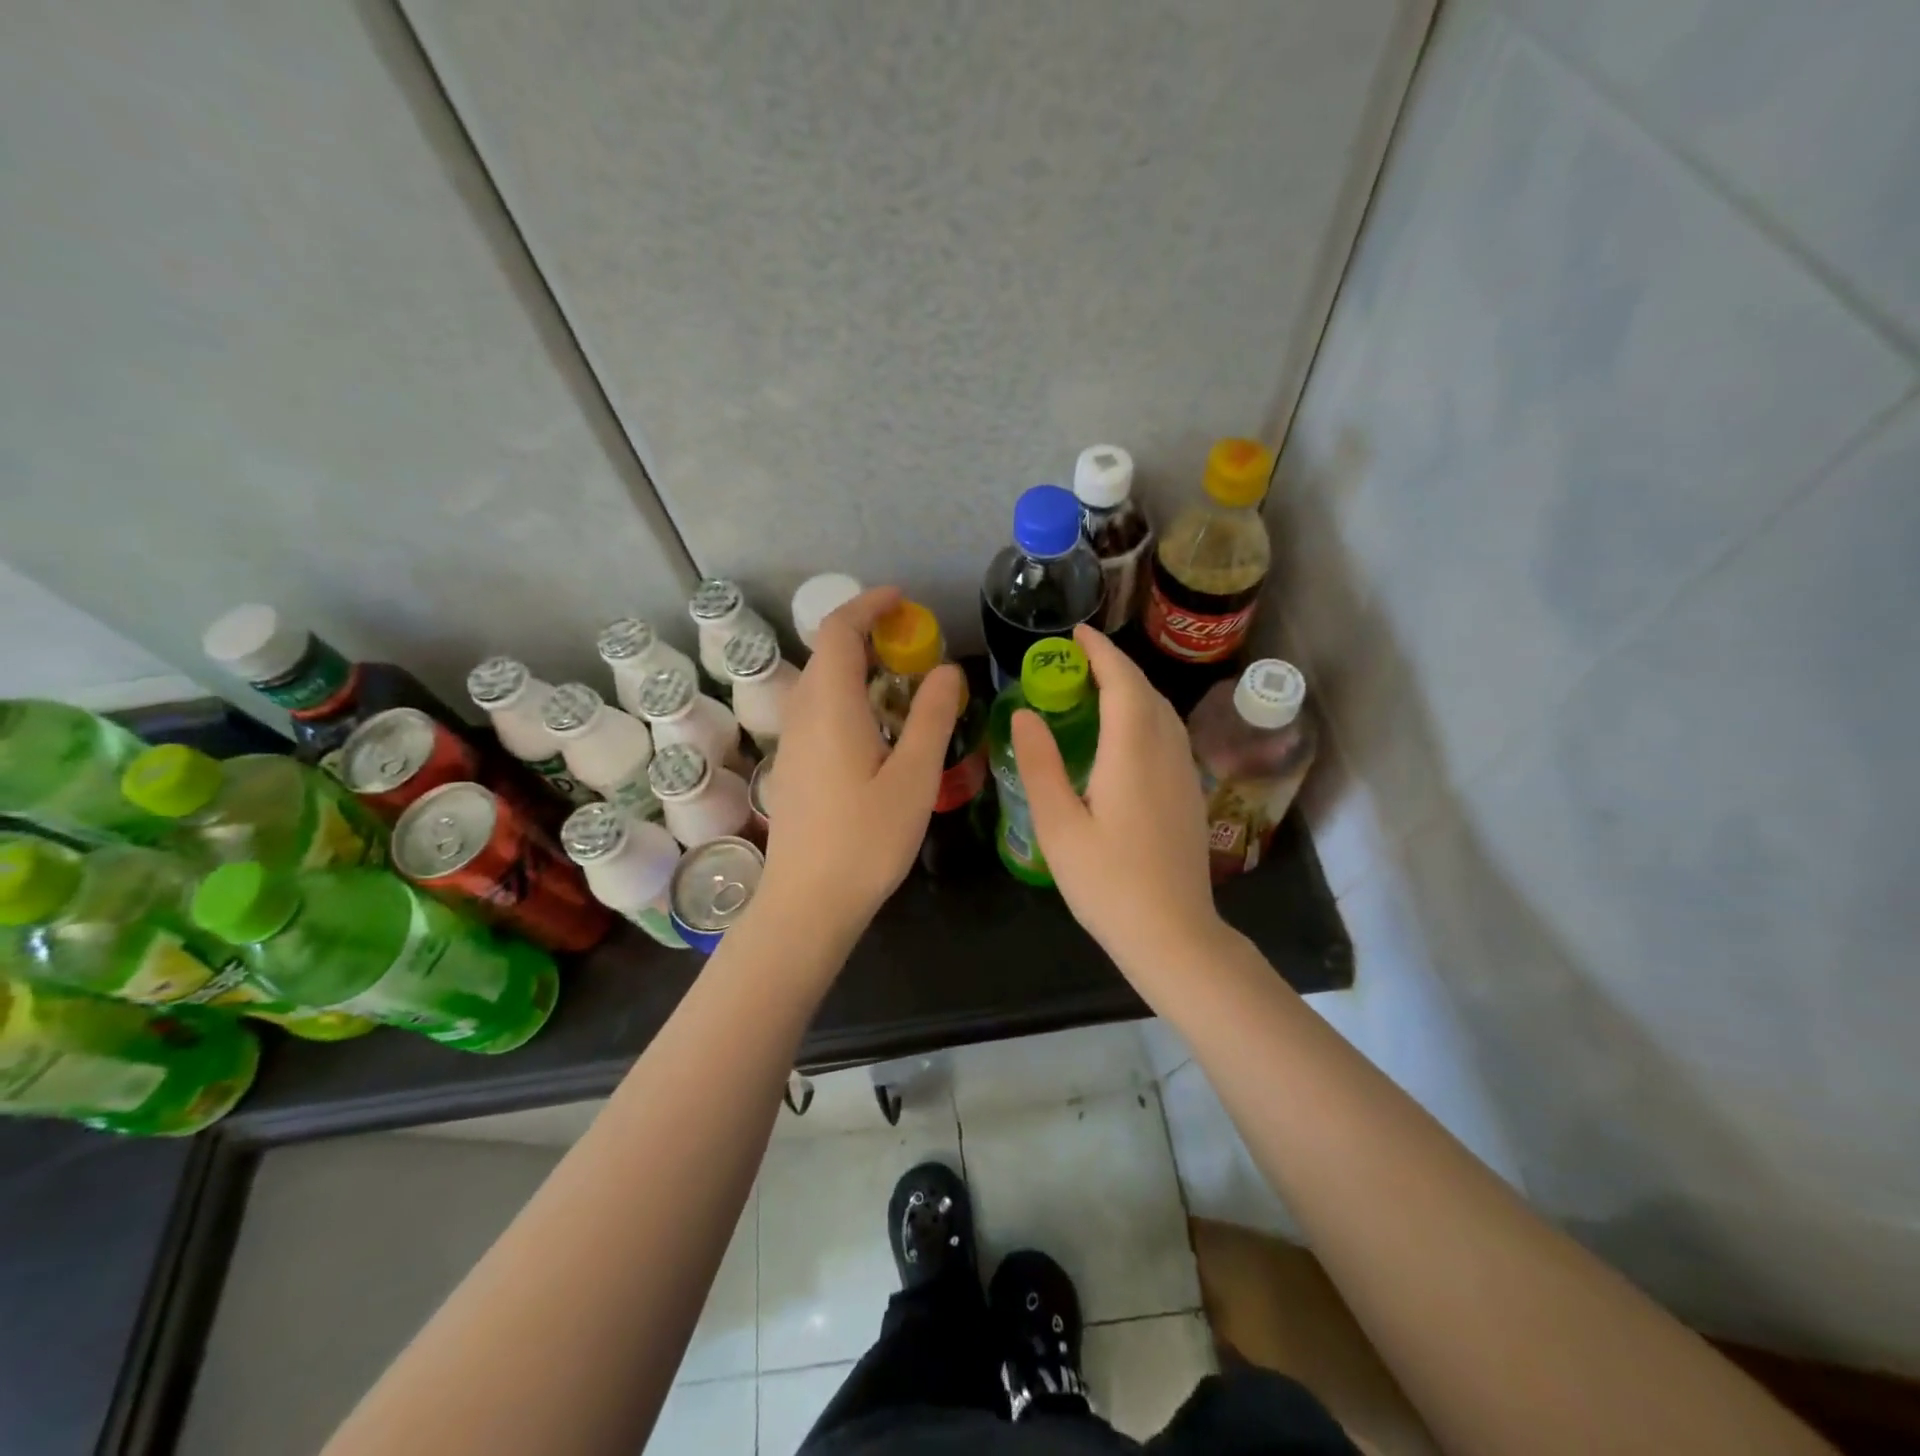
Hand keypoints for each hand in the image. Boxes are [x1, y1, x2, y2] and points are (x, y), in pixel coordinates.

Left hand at [760, 586, 964, 930]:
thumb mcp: (913, 776)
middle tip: (914, 645)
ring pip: (821, 683)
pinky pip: (819, 710)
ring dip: (858, 667)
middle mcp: (803, 714)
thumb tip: (947, 670)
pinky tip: (878, 727)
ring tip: (904, 682)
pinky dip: (849, 696)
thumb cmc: (866, 840)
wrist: (808, 902)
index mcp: (830, 707)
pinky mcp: (794, 765)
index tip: (902, 601)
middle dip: (867, 634)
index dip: (867, 606)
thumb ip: (931, 716)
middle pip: (827, 653)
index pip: (837, 631)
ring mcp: (793, 741)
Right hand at [1011, 625, 1224, 972]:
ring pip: (1162, 711)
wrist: (1173, 933)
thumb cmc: (1108, 883)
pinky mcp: (1190, 793)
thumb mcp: (1059, 826)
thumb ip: (1040, 765)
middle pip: (1145, 691)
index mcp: (1132, 753)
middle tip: (1077, 659)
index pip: (1122, 683)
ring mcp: (1184, 773)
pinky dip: (1146, 713)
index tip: (1076, 633)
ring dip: (1133, 688)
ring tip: (1098, 686)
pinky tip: (1126, 732)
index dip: (1100, 652)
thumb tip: (1025, 715)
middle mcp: (1165, 753)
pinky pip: (1169, 733)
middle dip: (1114, 665)